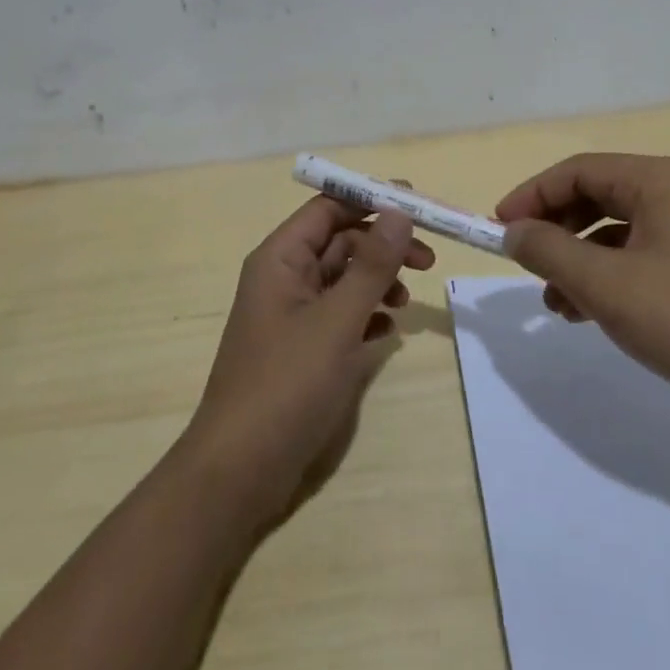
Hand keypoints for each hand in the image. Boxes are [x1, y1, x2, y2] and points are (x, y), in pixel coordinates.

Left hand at [177, 198, 433, 530]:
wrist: (240, 470)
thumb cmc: (286, 385)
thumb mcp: (337, 321)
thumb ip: (371, 265)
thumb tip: (399, 210)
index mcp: (280, 259)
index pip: (328, 208)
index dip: (371, 199)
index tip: (417, 204)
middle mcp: (283, 278)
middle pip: (340, 241)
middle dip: (383, 246)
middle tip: (428, 261)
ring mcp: (292, 315)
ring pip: (343, 279)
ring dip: (377, 282)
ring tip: (405, 303)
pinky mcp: (301, 349)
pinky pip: (340, 316)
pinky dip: (366, 316)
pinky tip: (389, 334)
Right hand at [495, 153, 669, 429]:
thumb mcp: (610, 287)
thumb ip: (551, 253)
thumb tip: (512, 231)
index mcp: (656, 181)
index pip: (576, 171)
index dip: (531, 196)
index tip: (498, 230)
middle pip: (595, 197)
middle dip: (554, 231)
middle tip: (524, 264)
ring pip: (616, 234)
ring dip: (578, 262)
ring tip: (554, 304)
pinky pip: (640, 261)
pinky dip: (609, 280)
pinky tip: (591, 315)